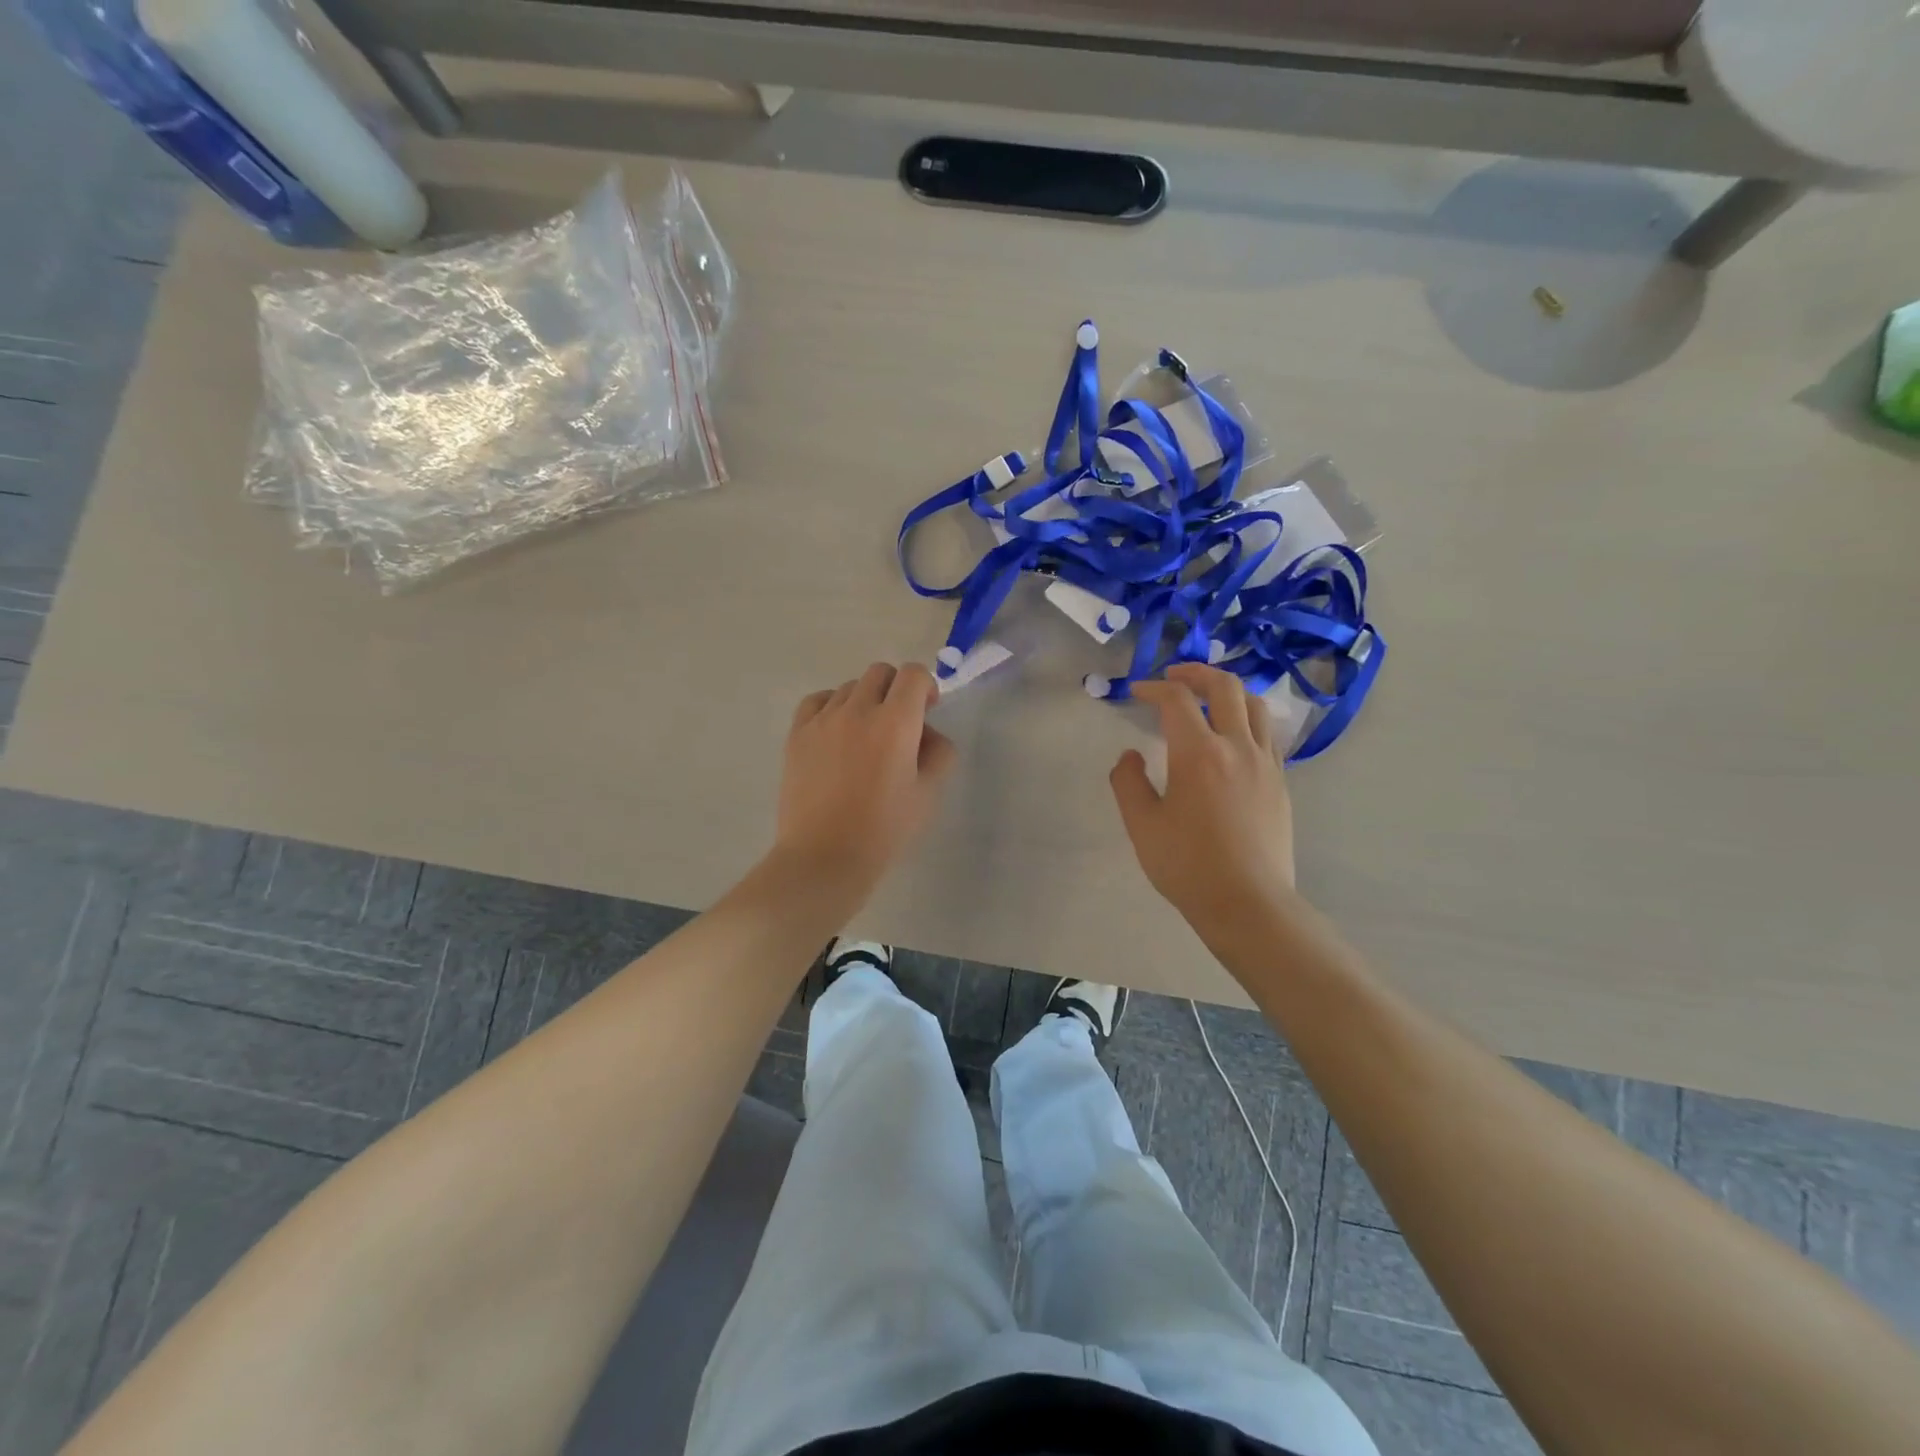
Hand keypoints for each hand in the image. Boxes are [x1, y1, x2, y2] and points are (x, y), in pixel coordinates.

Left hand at [773, 662, 957, 899]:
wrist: (825, 856)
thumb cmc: (884, 829)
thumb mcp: (928, 794)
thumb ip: (939, 752)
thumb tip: (927, 733)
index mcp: (896, 723)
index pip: (914, 675)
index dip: (926, 687)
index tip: (926, 712)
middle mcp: (858, 710)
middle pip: (881, 673)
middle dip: (896, 690)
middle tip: (899, 724)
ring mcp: (823, 719)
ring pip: (850, 687)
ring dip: (865, 701)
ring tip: (865, 737)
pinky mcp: (797, 733)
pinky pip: (818, 700)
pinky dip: (832, 706)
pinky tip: (836, 733)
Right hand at [1110, 664, 1296, 931]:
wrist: (1247, 903)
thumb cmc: (1187, 865)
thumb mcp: (1141, 825)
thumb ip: (1128, 782)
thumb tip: (1130, 755)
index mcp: (1198, 753)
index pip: (1176, 700)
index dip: (1153, 688)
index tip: (1136, 692)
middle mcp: (1237, 747)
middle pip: (1224, 687)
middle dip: (1196, 672)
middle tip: (1174, 675)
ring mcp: (1266, 763)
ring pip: (1254, 705)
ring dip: (1228, 691)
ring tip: (1208, 697)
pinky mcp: (1281, 782)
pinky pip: (1267, 734)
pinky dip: (1247, 719)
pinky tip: (1233, 736)